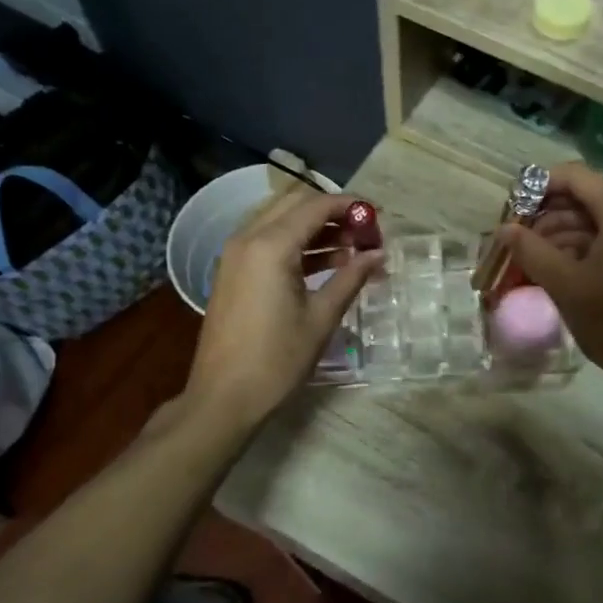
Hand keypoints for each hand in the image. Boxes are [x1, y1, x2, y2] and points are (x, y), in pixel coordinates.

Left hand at [186, 188, 383, 427]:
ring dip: (317, 227)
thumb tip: (378, 254)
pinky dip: (298, 244)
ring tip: (354, 250)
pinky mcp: (234, 271)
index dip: (351, 206)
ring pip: (282, 220)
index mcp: (271, 246)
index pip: (317, 206)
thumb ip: (351, 278)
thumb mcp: (321, 318)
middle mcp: (248, 238)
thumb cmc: (277, 360)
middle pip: (296, 204)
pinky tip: (328, 264)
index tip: (379, 218)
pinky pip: (269, 241)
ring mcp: (237, 254)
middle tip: (365, 233)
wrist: (223, 397)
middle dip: (334, 212)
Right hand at [501, 163, 602, 379]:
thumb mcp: (564, 284)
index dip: (541, 185)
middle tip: (519, 233)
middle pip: (587, 195)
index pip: (577, 177)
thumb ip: (531, 250)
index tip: (514, 205)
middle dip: (549, 212)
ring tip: (532, 253)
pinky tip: (557, 263)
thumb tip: (503, 229)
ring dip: (564, 229)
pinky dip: (584, 243)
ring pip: (598, 216)